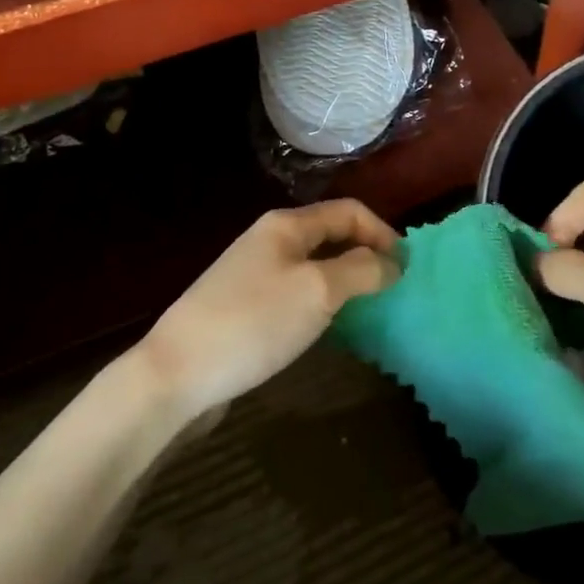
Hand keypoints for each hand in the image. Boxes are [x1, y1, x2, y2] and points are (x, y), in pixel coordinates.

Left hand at [134, 199, 399, 422]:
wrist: (177, 371)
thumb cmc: (254, 322)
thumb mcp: (318, 291)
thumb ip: (361, 270)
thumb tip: (391, 262)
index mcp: (287, 225)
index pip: (349, 211)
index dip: (383, 233)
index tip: (406, 269)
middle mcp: (270, 240)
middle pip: (331, 236)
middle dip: (366, 256)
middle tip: (392, 291)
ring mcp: (254, 273)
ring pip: (314, 266)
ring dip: (345, 281)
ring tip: (367, 311)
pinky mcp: (244, 306)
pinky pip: (296, 292)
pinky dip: (321, 302)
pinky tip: (327, 329)